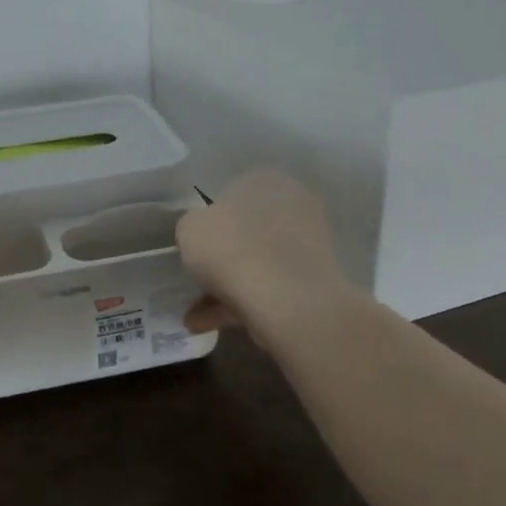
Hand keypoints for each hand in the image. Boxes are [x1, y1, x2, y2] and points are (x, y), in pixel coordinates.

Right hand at [177, 170, 351, 342]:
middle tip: (198, 283)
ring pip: (258, 263)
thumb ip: (193, 227)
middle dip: (221, 260)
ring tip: (197, 318)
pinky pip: (272, 287)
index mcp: (263, 179)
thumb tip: (203, 237)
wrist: (286, 298)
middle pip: (246, 232)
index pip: (230, 196)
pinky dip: (245, 304)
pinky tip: (216, 325)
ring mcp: (310, 242)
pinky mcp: (316, 279)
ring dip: (227, 288)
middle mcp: (292, 203)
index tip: (195, 249)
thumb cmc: (231, 249)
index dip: (209, 224)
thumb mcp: (189, 229)